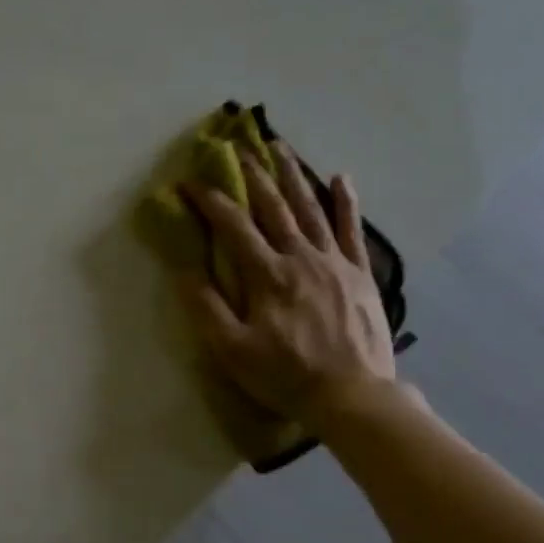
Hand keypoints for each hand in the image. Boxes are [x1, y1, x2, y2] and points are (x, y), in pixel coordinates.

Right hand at [180, 142, 397, 428]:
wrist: (352, 395)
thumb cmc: (286, 375)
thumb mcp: (233, 350)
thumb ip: (207, 308)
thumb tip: (184, 271)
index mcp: (267, 275)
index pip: (232, 226)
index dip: (208, 200)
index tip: (188, 182)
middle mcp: (300, 257)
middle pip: (273, 206)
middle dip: (252, 175)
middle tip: (238, 147)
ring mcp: (334, 262)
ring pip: (310, 208)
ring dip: (293, 175)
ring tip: (281, 147)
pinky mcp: (359, 273)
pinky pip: (352, 230)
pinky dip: (346, 202)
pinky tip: (341, 178)